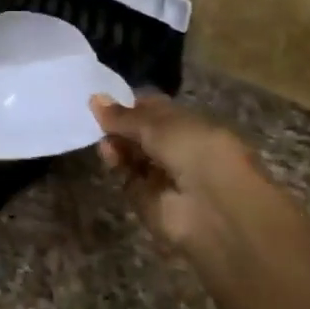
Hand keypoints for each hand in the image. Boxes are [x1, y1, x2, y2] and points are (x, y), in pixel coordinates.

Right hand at [91, 93, 257, 262]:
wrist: (215, 210)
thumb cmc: (196, 152)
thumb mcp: (160, 125)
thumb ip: (125, 115)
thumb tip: (94, 98)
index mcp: (193, 125)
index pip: (158, 111)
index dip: (134, 105)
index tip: (107, 100)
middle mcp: (179, 149)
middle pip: (142, 134)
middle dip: (121, 125)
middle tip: (99, 120)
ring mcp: (164, 176)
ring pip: (133, 156)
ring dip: (117, 144)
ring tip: (104, 139)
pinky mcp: (149, 201)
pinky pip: (128, 179)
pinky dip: (117, 166)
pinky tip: (108, 155)